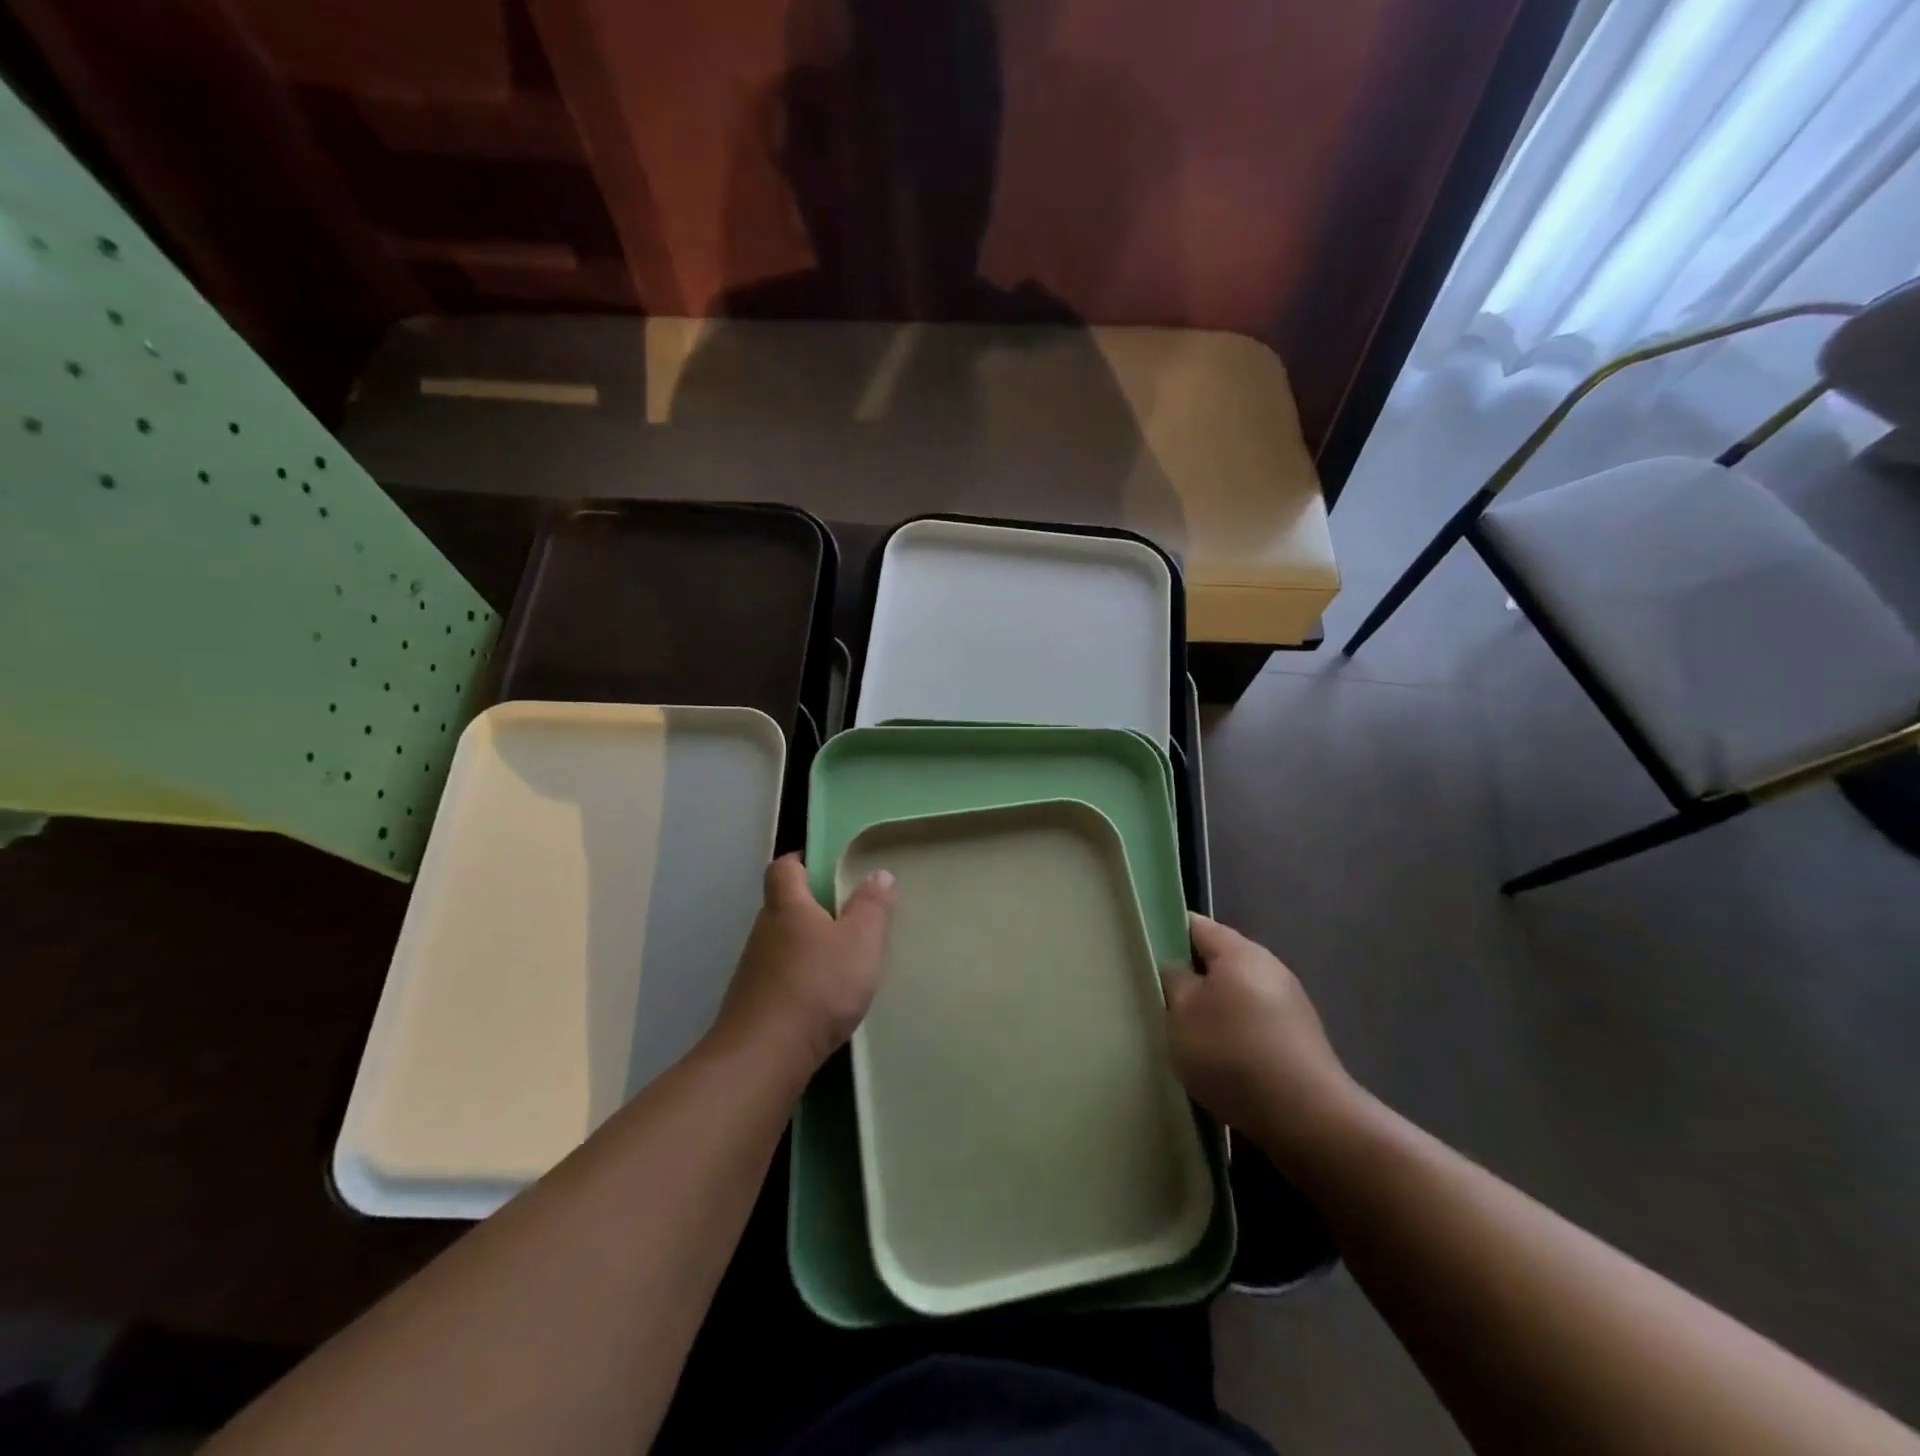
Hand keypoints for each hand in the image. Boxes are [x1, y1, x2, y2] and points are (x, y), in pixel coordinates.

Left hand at [711, 854, 895, 1076]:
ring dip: (806, 947)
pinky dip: (798, 979)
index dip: (802, 862)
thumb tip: (878, 873)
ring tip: (840, 961)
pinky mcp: (752, 1003)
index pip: (784, 868)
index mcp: (787, 905)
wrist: (764, 1056)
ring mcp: (753, 969)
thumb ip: (872, 907)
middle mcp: (764, 930)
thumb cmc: (817, 986)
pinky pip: (779, 977)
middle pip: (783, 906)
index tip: (825, 868)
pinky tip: (821, 999)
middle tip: (847, 917)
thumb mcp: (860, 942)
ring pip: (782, 944)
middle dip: (811, 908)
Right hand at [1162, 914, 1365, 1162]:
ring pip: (1237, 993)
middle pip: (1219, 960)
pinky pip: (1255, 1022)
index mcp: (1239, 951)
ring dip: (1213, 1008)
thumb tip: (1178, 968)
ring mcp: (1290, 1003)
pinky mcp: (1299, 1038)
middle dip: (1190, 976)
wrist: (1307, 1117)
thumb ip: (1173, 981)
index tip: (1143, 953)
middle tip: (1159, 997)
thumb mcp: (1182, 1014)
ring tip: (1186, 1034)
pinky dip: (1235, 1033)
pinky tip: (1221, 1061)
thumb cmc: (1232, 1053)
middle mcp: (1269, 967)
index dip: (1166, 933)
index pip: (1195, 925)